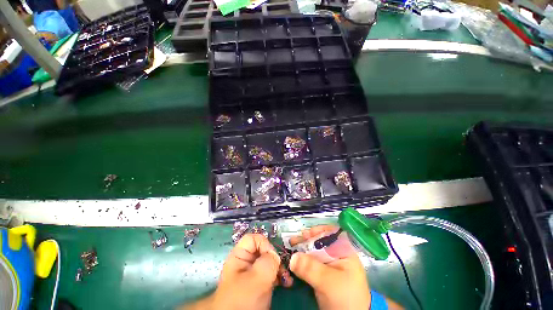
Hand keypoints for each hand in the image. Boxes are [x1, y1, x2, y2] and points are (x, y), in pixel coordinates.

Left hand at [183, 233, 283, 309]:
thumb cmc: (242, 300)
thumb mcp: (256, 278)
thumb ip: (268, 261)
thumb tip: (275, 255)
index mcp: (239, 256)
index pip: (253, 239)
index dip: (264, 244)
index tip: (272, 257)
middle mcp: (246, 262)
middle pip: (263, 250)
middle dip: (275, 258)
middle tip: (283, 270)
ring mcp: (252, 273)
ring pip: (269, 262)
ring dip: (279, 268)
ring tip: (287, 280)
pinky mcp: (258, 283)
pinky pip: (270, 273)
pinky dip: (278, 277)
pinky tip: (285, 283)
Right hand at [289, 225, 371, 309]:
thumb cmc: (345, 297)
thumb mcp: (329, 282)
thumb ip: (311, 268)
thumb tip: (293, 257)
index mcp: (344, 251)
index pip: (330, 233)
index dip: (317, 231)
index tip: (305, 234)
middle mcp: (336, 255)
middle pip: (319, 242)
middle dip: (306, 240)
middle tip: (293, 241)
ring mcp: (329, 265)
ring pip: (314, 252)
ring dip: (302, 250)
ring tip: (291, 248)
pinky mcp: (323, 275)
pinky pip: (311, 263)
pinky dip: (302, 261)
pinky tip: (294, 260)